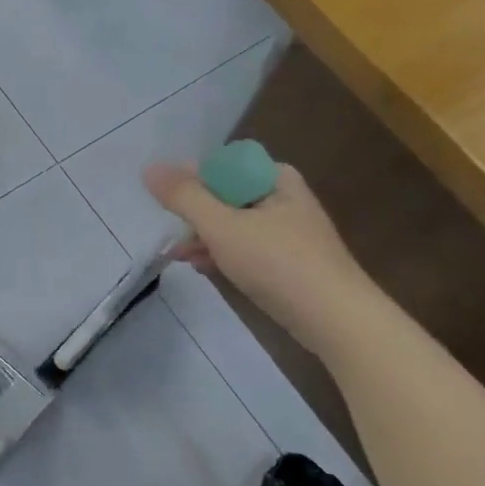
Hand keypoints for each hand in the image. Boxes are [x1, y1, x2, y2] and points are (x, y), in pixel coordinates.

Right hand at [143, 158, 378, 357]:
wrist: (336, 320)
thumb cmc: (278, 264)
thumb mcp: (222, 227)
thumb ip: (184, 197)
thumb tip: (149, 168)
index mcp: (275, 178)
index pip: (222, 165)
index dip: (191, 179)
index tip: (167, 203)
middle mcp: (284, 197)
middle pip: (226, 194)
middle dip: (195, 213)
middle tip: (171, 233)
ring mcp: (288, 231)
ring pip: (234, 223)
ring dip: (205, 236)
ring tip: (178, 255)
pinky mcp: (289, 261)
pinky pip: (246, 247)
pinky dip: (224, 254)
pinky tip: (203, 268)